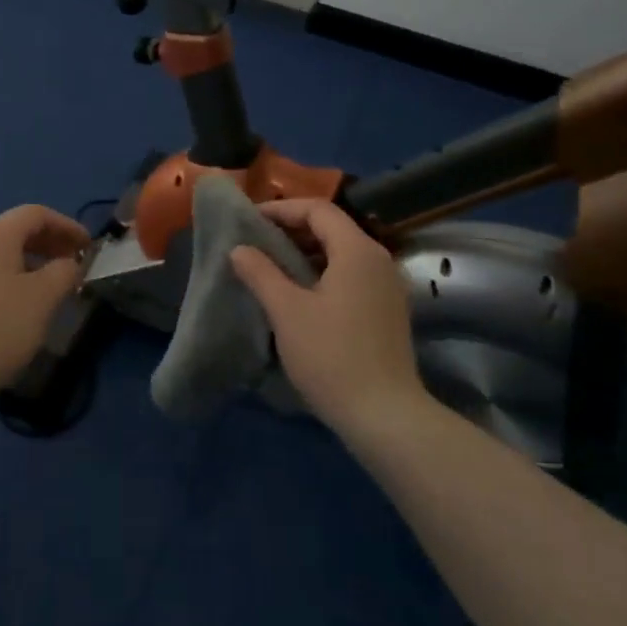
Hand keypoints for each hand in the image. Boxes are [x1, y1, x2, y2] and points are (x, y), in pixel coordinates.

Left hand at [0, 205, 90, 403]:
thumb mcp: (42, 299)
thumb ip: (63, 273)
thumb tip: (68, 263)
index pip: (36, 214)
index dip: (67, 226)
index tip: (88, 248)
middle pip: (14, 232)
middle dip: (48, 246)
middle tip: (71, 269)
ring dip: (28, 267)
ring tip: (47, 295)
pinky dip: (6, 283)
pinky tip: (13, 314)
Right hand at [229, 198, 423, 435]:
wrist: (385, 416)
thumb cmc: (331, 356)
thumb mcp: (286, 311)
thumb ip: (261, 273)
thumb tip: (239, 249)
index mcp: (357, 250)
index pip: (317, 209)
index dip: (281, 209)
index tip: (249, 220)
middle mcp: (378, 260)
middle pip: (332, 227)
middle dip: (292, 229)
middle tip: (255, 241)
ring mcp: (387, 286)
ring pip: (341, 253)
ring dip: (306, 252)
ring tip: (270, 265)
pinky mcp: (387, 311)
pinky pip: (351, 275)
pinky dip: (322, 272)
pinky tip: (299, 293)